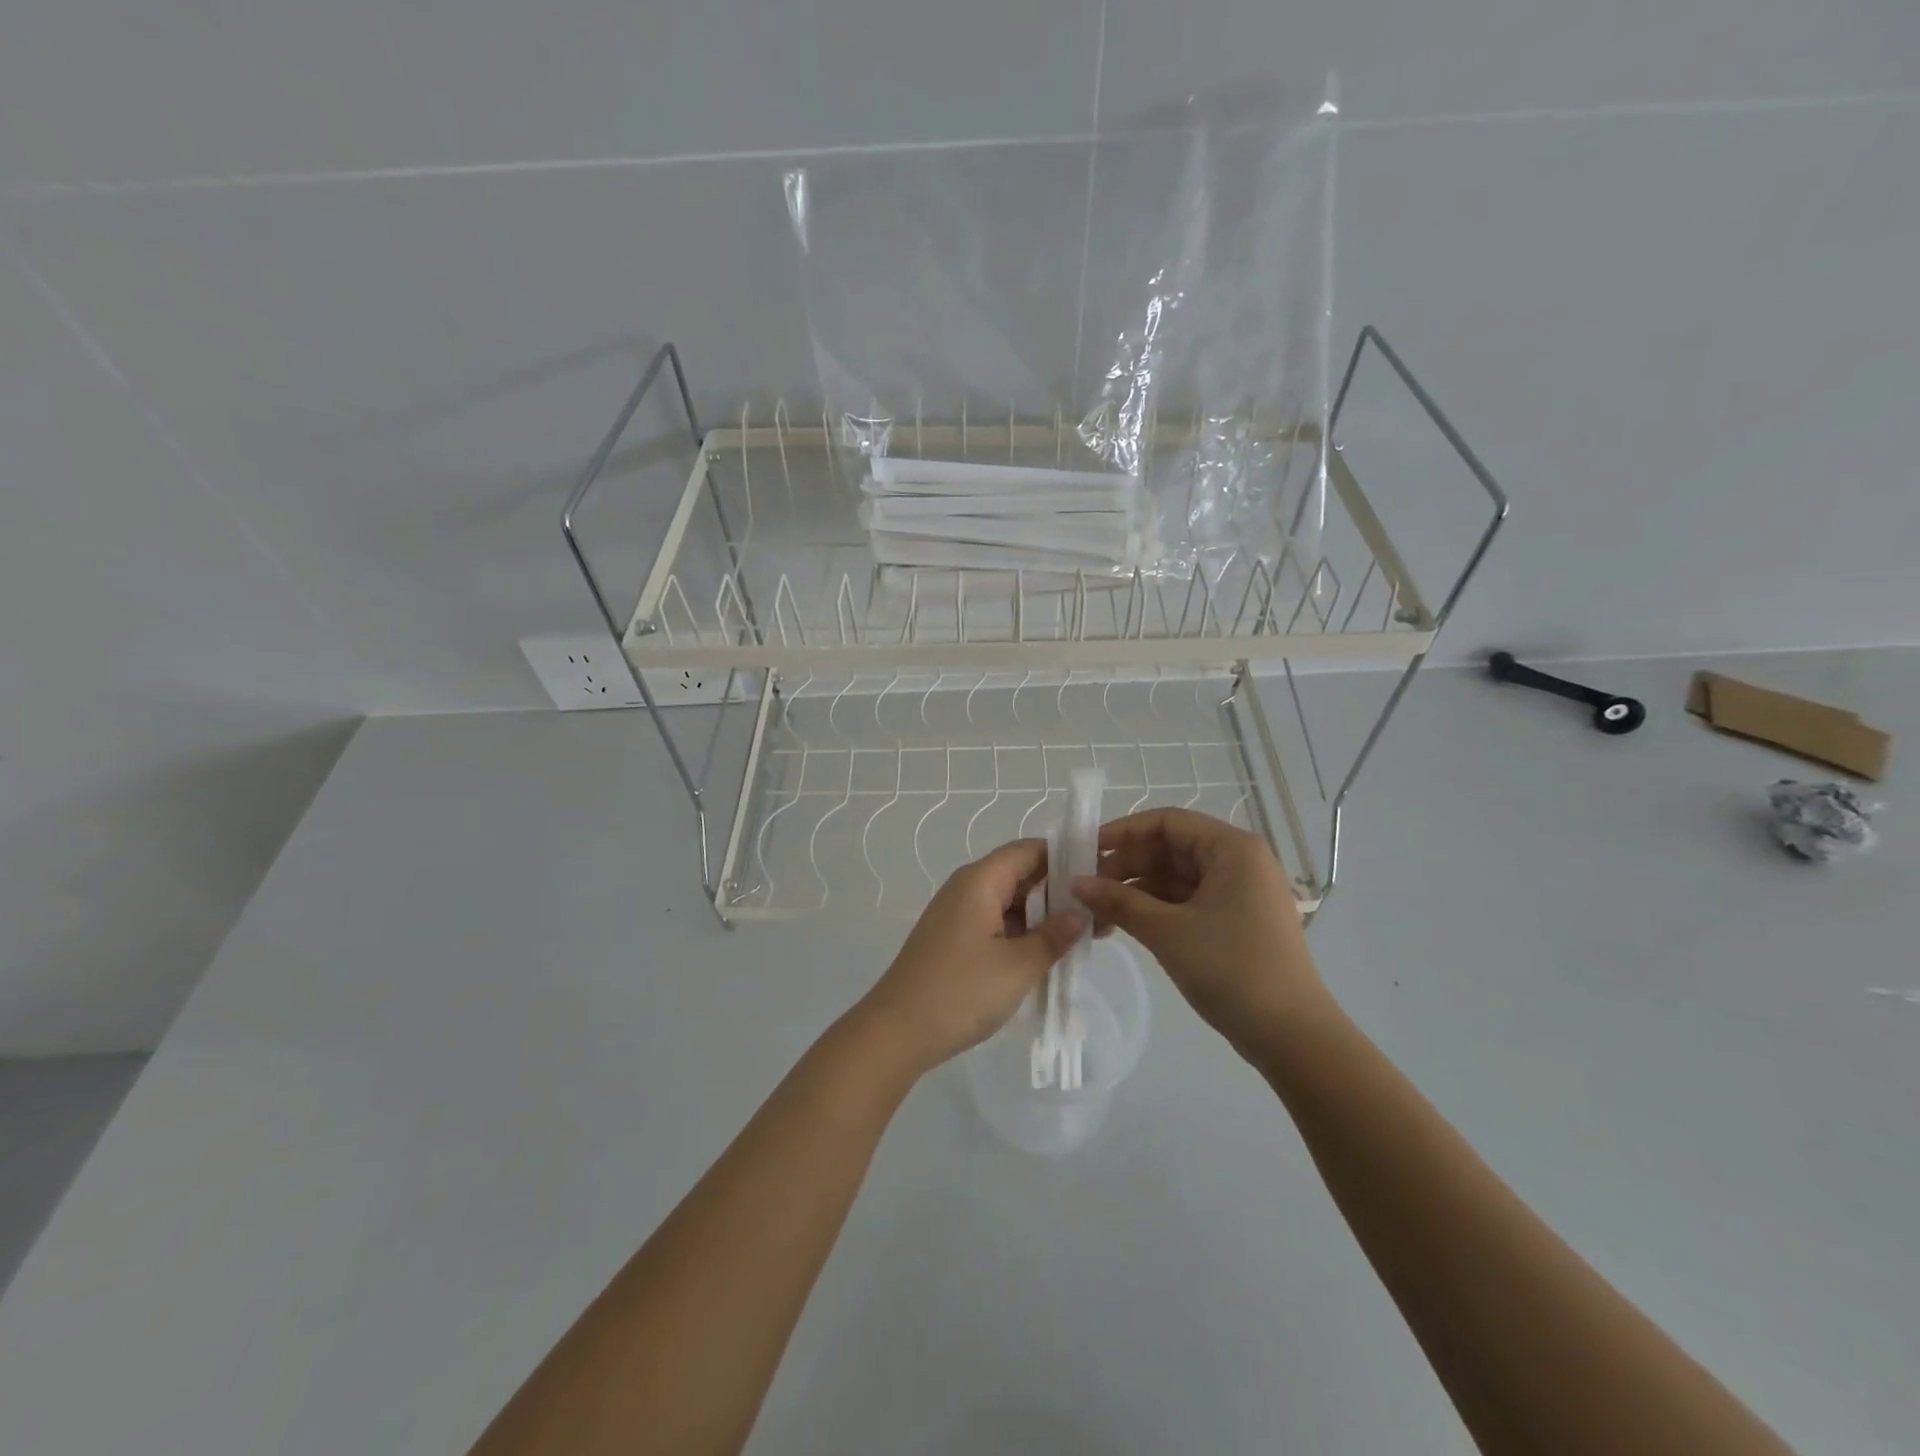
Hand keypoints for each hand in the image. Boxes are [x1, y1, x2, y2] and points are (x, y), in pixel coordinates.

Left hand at [858, 839, 1085, 1075]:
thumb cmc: (960, 991)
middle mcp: (967, 888)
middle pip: (1021, 875)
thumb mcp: (1018, 966)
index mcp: (980, 880)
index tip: (1101, 874)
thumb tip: (1081, 912)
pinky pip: (996, 924)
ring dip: (1043, 917)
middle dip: (1060, 892)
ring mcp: (958, 914)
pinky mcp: (954, 940)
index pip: (1029, 850)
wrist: (897, 1031)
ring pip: (1010, 903)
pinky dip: (1023, 934)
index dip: (1065, 857)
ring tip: (1084, 937)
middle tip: (1100, 914)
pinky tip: (1049, 955)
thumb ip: (1054, 936)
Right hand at [1073, 808, 1326, 1054]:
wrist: (1292, 1036)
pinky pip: (1186, 902)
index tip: (1085, 850)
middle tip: (1084, 890)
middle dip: (1125, 867)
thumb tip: (1075, 883)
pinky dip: (1154, 911)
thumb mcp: (1167, 931)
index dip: (1123, 832)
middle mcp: (1238, 862)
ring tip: (1096, 915)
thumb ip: (1118, 901)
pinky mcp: (1235, 922)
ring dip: (1135, 892)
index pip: (1167, 822)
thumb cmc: (1231, 969)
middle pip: (1169, 849)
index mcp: (1232, 849)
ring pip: (1175, 879)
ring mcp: (1238, 894)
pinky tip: (1122, 926)